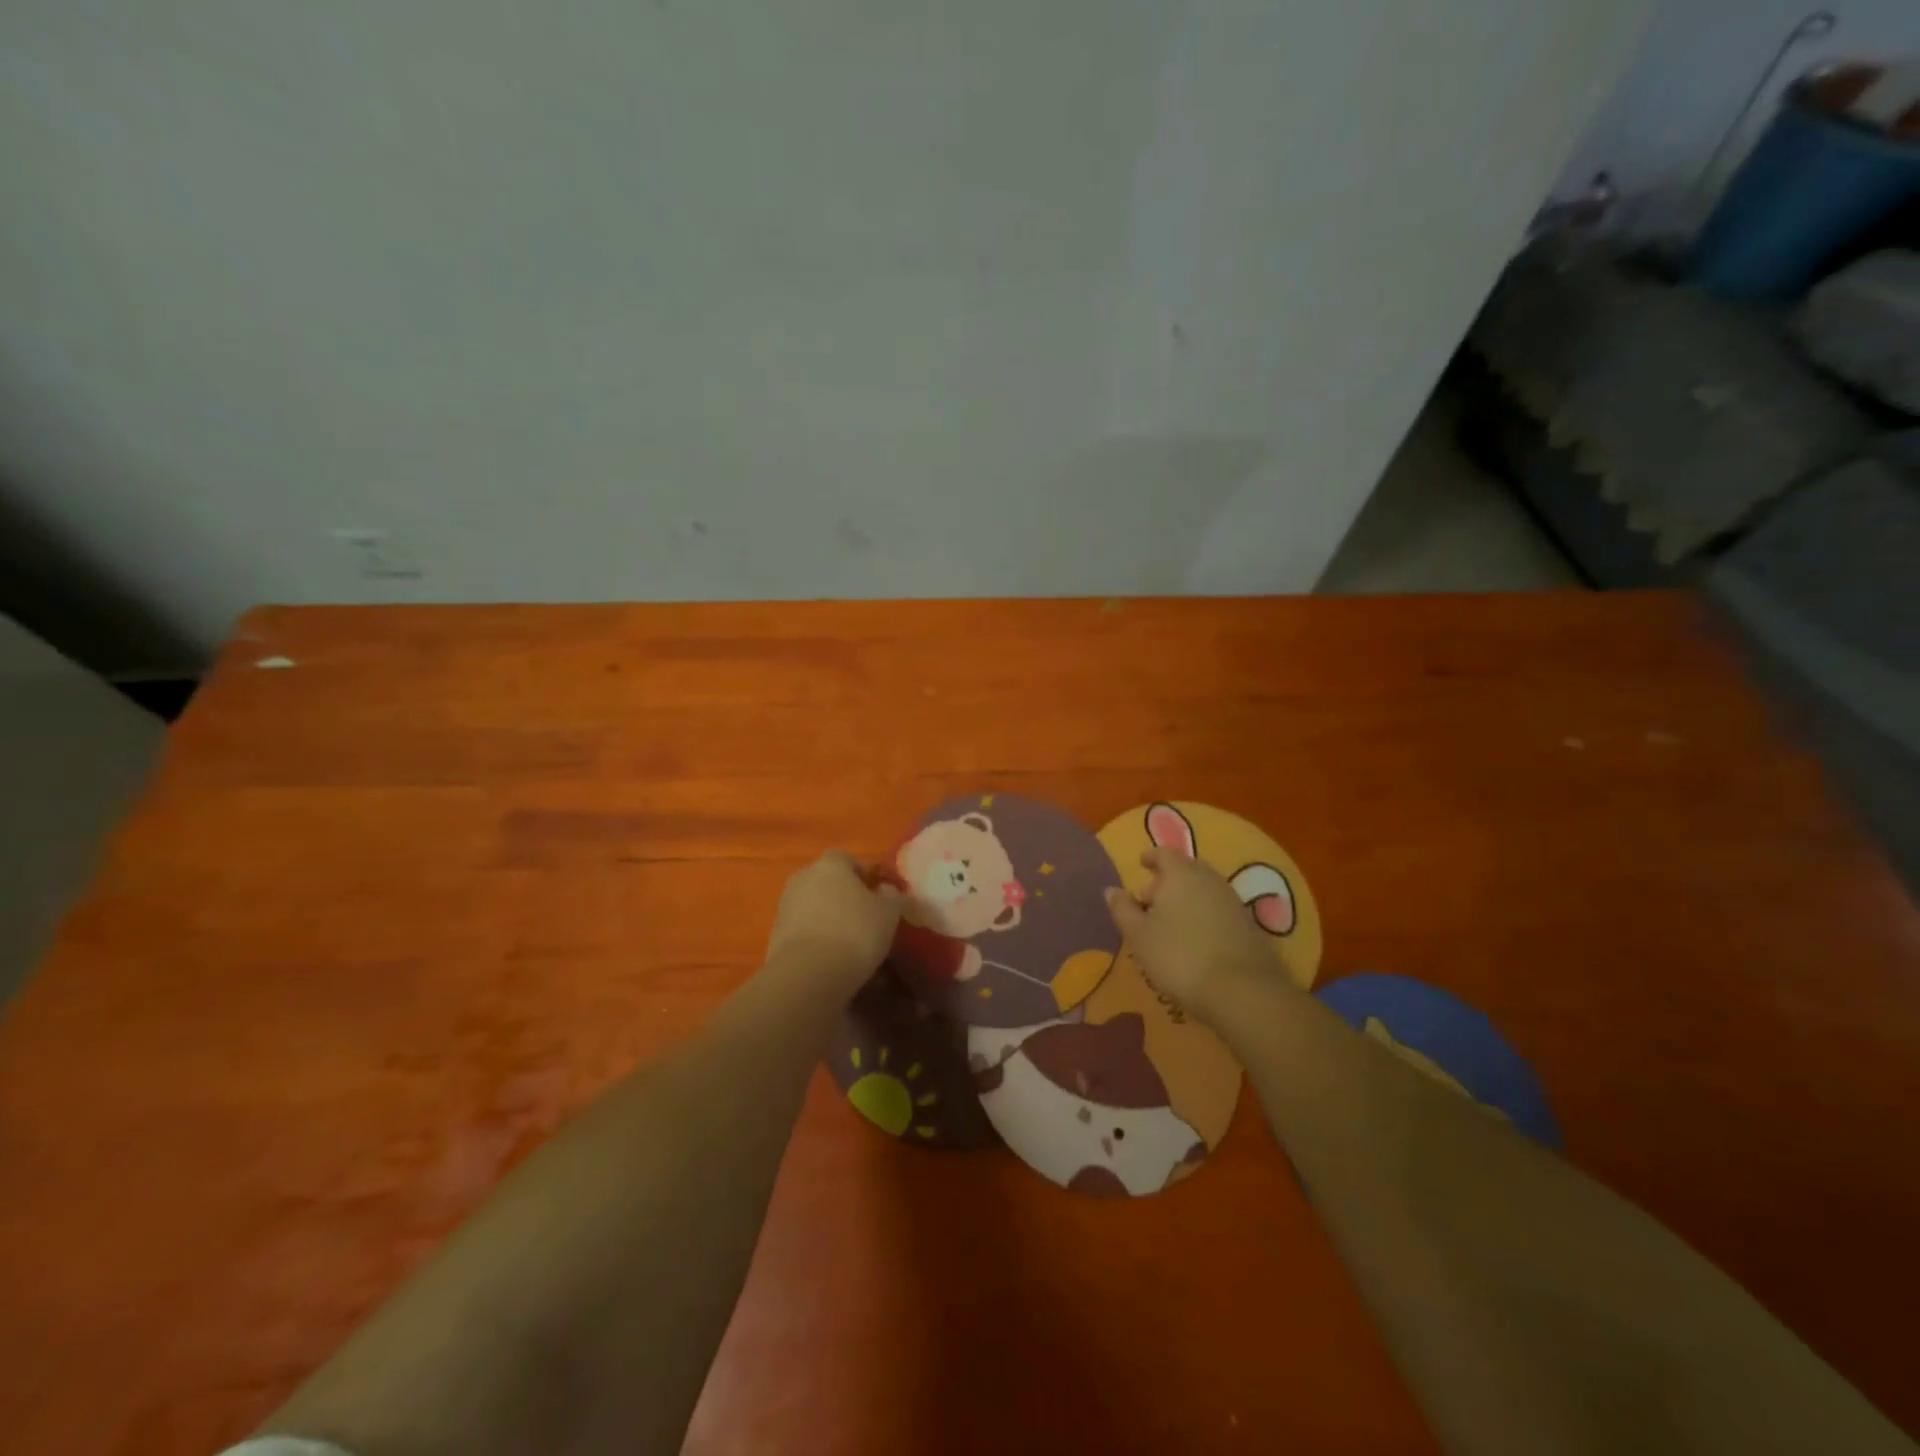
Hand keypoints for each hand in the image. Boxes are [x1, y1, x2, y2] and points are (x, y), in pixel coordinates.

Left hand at [764, 851, 902, 992]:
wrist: (808, 973)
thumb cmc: (855, 933)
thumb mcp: (889, 913)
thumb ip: (891, 895)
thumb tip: (886, 890)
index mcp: (831, 864)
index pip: (846, 858)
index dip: (861, 875)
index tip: (875, 896)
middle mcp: (803, 876)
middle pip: (825, 880)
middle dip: (841, 895)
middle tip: (861, 918)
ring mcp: (785, 904)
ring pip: (811, 904)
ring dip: (825, 916)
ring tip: (845, 942)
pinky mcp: (774, 933)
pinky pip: (800, 928)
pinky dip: (812, 937)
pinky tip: (827, 957)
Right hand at [1105, 848, 1280, 1024]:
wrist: (1242, 990)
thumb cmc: (1179, 956)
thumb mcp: (1139, 936)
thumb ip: (1122, 909)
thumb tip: (1112, 890)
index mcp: (1180, 874)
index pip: (1164, 854)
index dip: (1151, 857)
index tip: (1142, 863)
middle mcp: (1209, 879)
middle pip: (1187, 869)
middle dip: (1168, 879)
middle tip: (1151, 900)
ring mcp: (1233, 901)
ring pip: (1204, 889)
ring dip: (1187, 898)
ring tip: (1171, 922)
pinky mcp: (1249, 925)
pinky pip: (1219, 909)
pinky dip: (1204, 914)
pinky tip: (1196, 938)